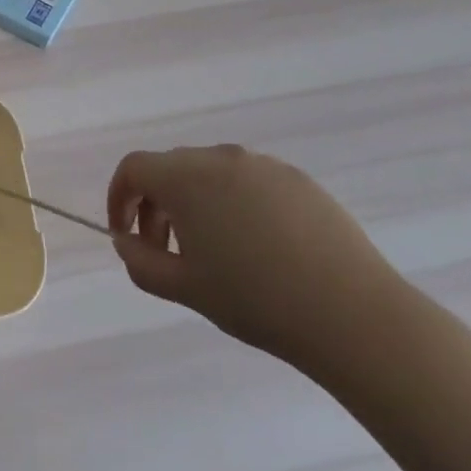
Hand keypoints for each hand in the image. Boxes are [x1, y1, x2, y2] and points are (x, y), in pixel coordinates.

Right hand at [106, 145, 403, 371]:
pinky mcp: (298, 179)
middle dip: (156, 205)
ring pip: (210, 174)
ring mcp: (263, 165)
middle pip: (171, 169)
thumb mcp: (183, 288)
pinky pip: (248, 182)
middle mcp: (220, 158)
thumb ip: (140, 261)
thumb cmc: (254, 299)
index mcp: (186, 177)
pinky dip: (233, 204)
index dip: (119, 198)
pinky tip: (256, 247)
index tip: (126, 236)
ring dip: (194, 203)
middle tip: (165, 251)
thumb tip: (126, 241)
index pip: (134, 168)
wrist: (351, 313)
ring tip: (213, 252)